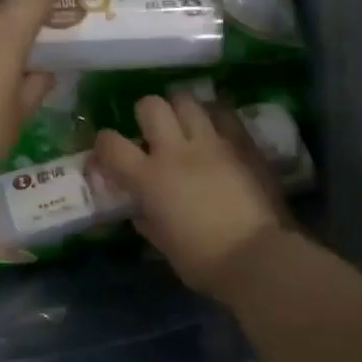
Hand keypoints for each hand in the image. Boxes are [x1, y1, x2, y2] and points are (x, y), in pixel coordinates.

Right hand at [93, 92, 289, 294]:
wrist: (258, 257)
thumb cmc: (204, 261)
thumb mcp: (165, 246)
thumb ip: (149, 221)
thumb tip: (141, 211)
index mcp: (149, 179)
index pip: (111, 144)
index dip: (103, 144)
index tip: (108, 154)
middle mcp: (176, 151)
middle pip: (151, 105)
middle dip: (146, 113)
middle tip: (152, 131)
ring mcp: (212, 143)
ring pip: (187, 100)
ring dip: (180, 110)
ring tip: (185, 125)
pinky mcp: (242, 143)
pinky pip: (224, 113)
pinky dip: (214, 116)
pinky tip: (216, 129)